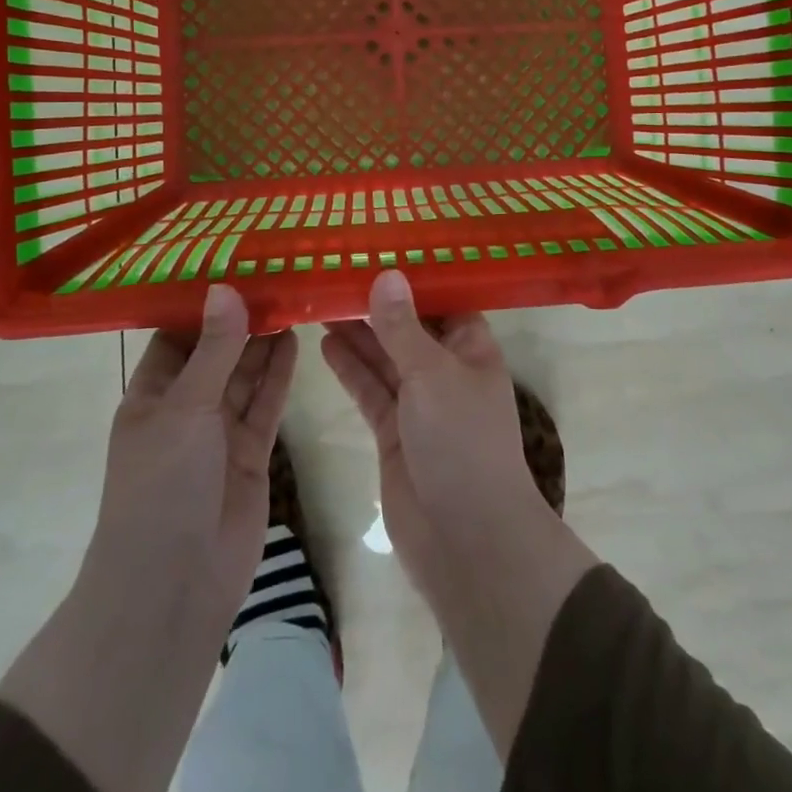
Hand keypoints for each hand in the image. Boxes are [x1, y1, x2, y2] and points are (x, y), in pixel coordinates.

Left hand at [90, 283, 297, 605]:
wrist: (174, 585)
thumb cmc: (162, 487)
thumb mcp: (184, 409)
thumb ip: (213, 349)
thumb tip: (225, 288)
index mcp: (152, 396)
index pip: (176, 336)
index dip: (201, 304)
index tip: (233, 264)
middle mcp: (185, 409)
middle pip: (217, 352)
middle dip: (241, 318)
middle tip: (275, 274)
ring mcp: (219, 433)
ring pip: (245, 375)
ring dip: (264, 342)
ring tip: (291, 297)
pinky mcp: (252, 453)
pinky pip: (266, 404)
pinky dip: (279, 375)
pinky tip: (296, 341)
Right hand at [320, 270, 545, 585]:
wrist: (466, 541)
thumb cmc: (462, 442)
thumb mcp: (432, 374)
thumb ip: (403, 327)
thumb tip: (386, 274)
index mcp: (471, 348)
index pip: (442, 300)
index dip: (413, 277)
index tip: (378, 250)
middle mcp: (446, 370)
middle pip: (407, 327)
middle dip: (376, 303)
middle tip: (334, 273)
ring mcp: (419, 403)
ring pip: (384, 358)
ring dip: (357, 333)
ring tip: (320, 300)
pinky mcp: (394, 433)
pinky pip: (370, 391)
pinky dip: (350, 369)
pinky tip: (324, 344)